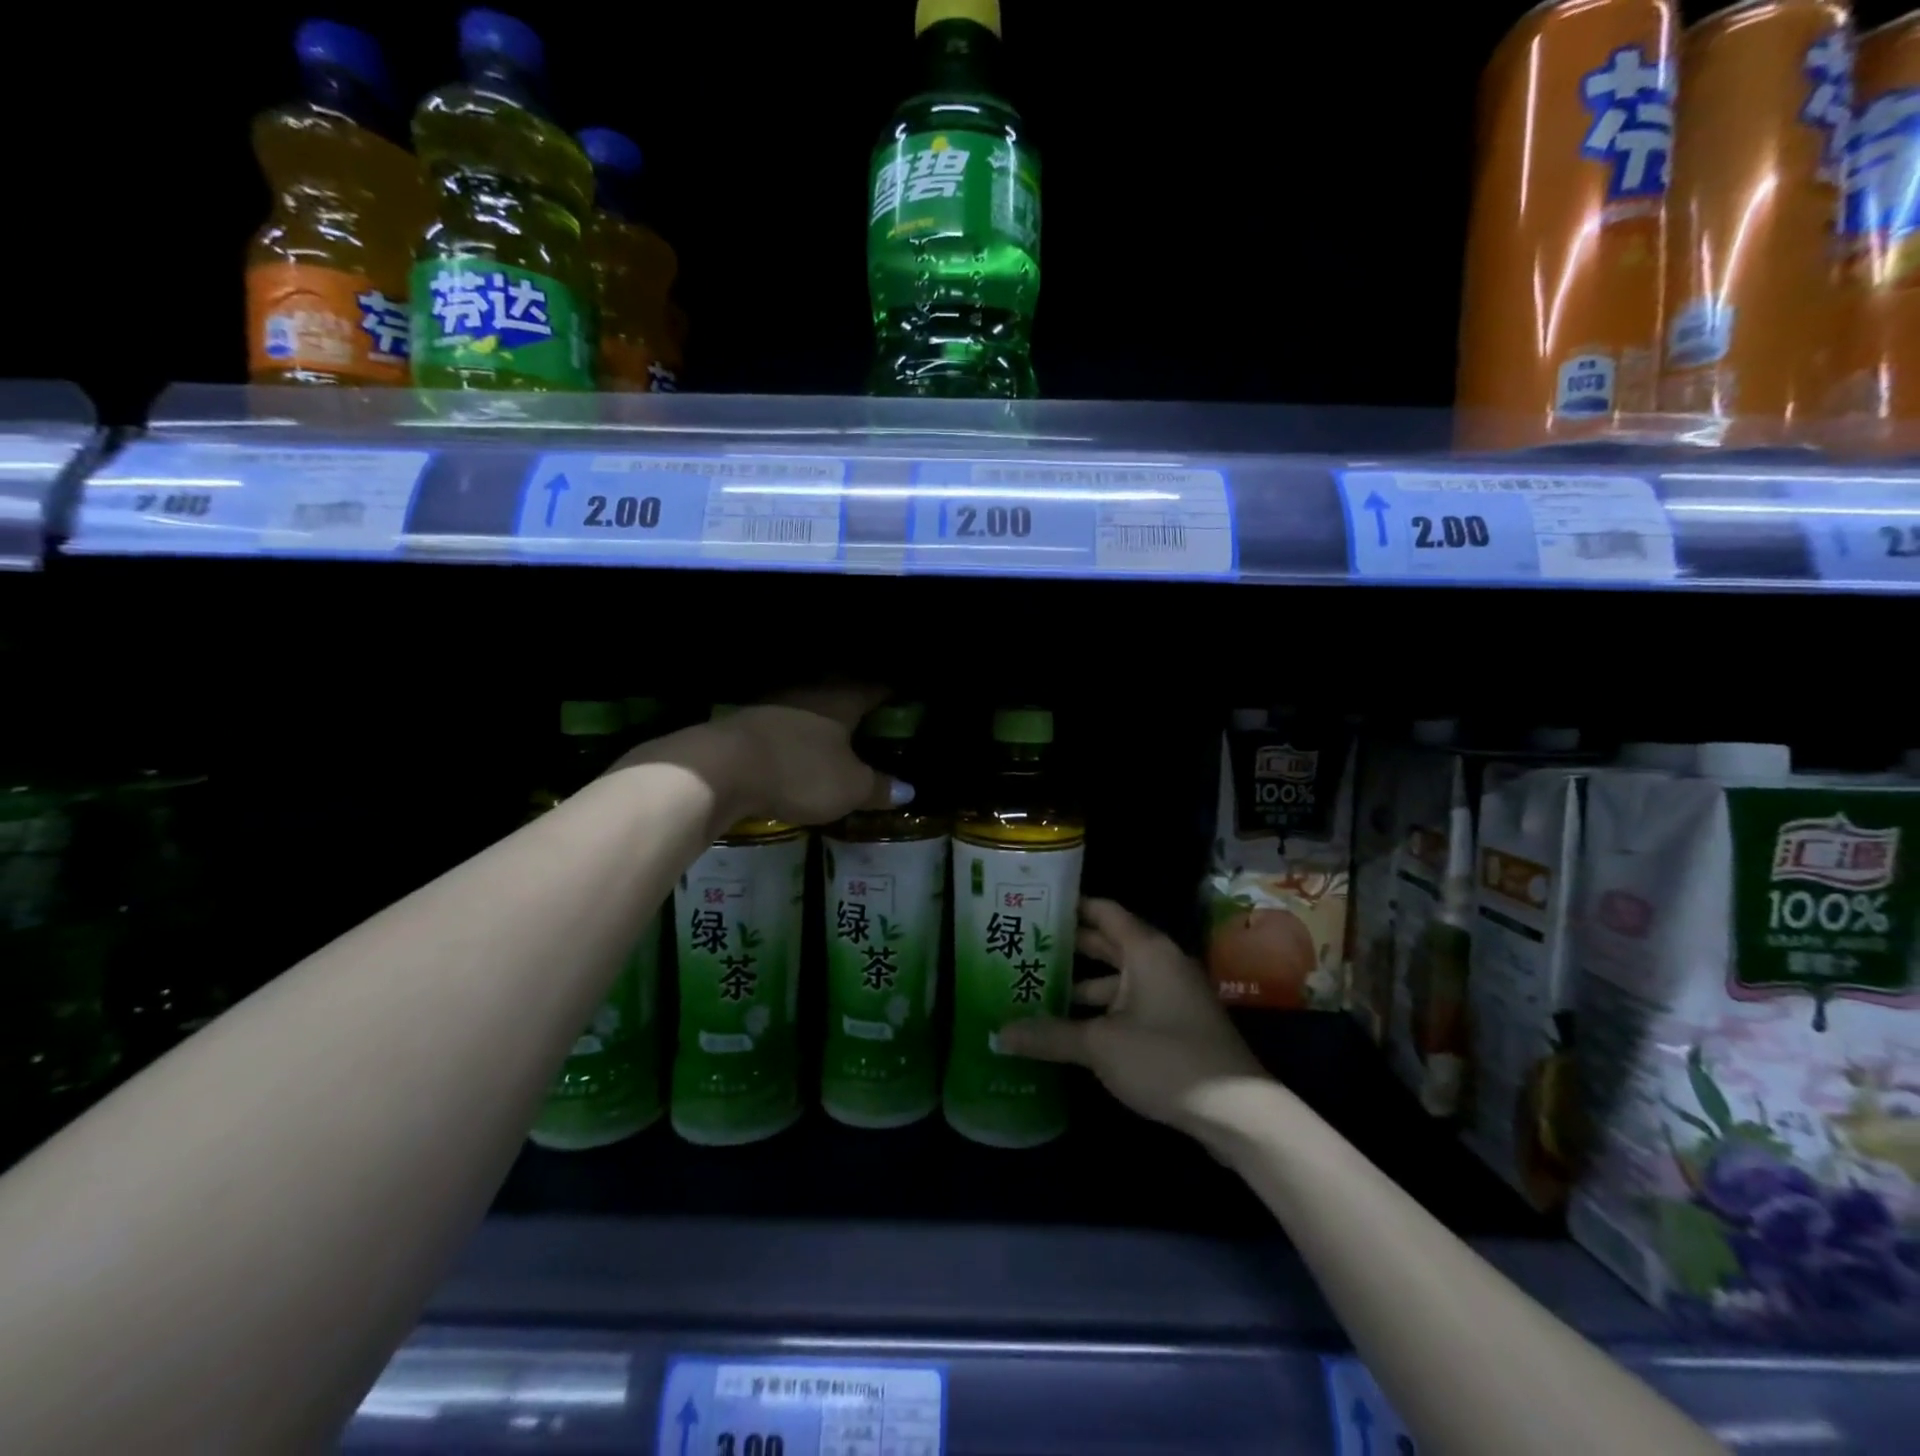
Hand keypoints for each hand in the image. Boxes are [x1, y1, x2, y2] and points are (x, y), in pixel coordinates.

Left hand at [618, 686, 911, 828]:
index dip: (892, 690)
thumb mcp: (848, 788)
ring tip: (839, 728)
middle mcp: (810, 692)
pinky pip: (785, 721)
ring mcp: (775, 704)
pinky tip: (799, 742)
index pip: (875, 686)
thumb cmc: (799, 771)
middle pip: (840, 688)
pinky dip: (797, 730)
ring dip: (823, 713)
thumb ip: (878, 788)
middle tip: (874, 710)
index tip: (904, 693)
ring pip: (809, 702)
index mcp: (842, 700)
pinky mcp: (747, 722)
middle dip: (857, 698)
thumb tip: (909, 790)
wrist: (720, 768)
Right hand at [997, 899, 1271, 1147]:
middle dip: (1068, 946)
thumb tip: (999, 1033)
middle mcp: (1159, 962)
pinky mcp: (1175, 1024)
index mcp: (1146, 950)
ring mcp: (1171, 994)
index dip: (1070, 906)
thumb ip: (1050, 1035)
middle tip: (1024, 948)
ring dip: (1082, 984)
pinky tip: (1071, 1027)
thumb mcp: (1100, 1046)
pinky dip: (1102, 1009)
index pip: (1102, 911)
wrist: (1238, 1112)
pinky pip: (1130, 1003)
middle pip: (1107, 943)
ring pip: (1118, 978)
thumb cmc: (1166, 1059)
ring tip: (1037, 989)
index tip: (1034, 906)